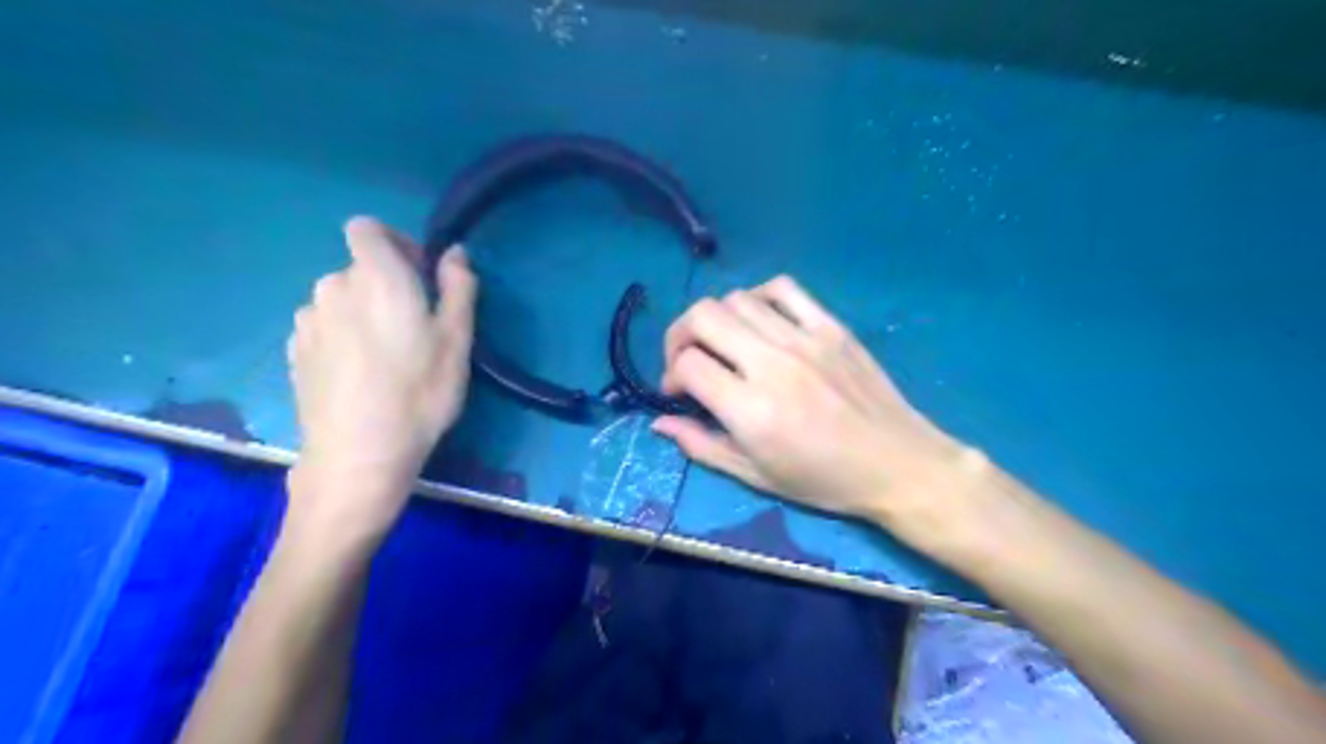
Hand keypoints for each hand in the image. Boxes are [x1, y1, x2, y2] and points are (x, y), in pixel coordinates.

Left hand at [286, 218, 476, 547]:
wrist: (358, 455)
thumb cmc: (420, 393)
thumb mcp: (458, 340)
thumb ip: (458, 287)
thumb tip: (453, 253)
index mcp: (375, 277)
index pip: (367, 227)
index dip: (395, 242)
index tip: (420, 277)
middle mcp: (333, 287)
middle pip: (360, 268)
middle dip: (388, 285)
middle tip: (416, 330)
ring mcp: (307, 320)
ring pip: (341, 300)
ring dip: (364, 313)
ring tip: (387, 358)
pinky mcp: (294, 351)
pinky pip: (324, 327)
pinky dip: (343, 337)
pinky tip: (360, 375)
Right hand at [651, 276, 982, 553]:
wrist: (898, 464)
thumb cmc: (824, 480)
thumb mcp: (756, 476)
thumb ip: (702, 446)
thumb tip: (659, 423)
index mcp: (751, 410)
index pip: (688, 365)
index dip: (671, 376)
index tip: (679, 393)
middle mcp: (772, 364)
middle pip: (703, 316)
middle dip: (680, 335)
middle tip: (688, 360)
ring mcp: (805, 339)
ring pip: (737, 299)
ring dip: (716, 320)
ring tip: (724, 345)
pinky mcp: (831, 326)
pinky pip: (783, 289)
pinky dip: (758, 297)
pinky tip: (759, 321)